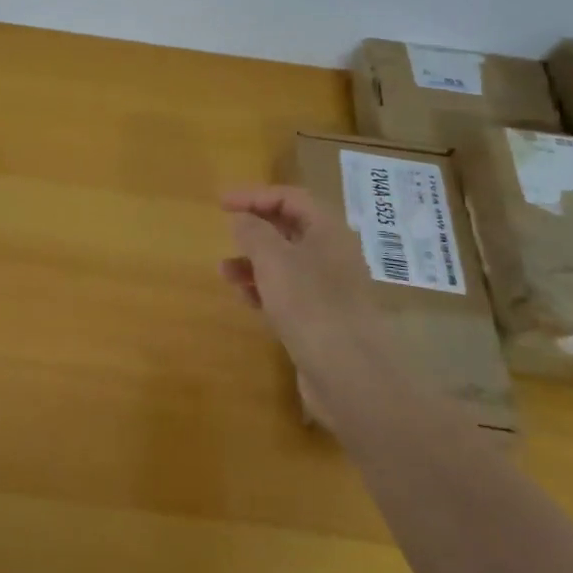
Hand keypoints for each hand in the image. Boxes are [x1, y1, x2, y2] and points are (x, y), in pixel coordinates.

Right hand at [218, 185, 385, 343]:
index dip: (255, 196)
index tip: (222, 204)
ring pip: (286, 264)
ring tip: (225, 272)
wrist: (350, 376)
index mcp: (327, 231)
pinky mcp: (321, 320)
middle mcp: (332, 255)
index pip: (290, 198)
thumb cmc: (310, 304)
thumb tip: (243, 219)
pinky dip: (264, 290)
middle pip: (289, 229)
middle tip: (225, 232)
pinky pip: (288, 293)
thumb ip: (253, 232)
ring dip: (254, 262)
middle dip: (255, 229)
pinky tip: (245, 298)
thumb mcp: (273, 259)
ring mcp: (329, 289)